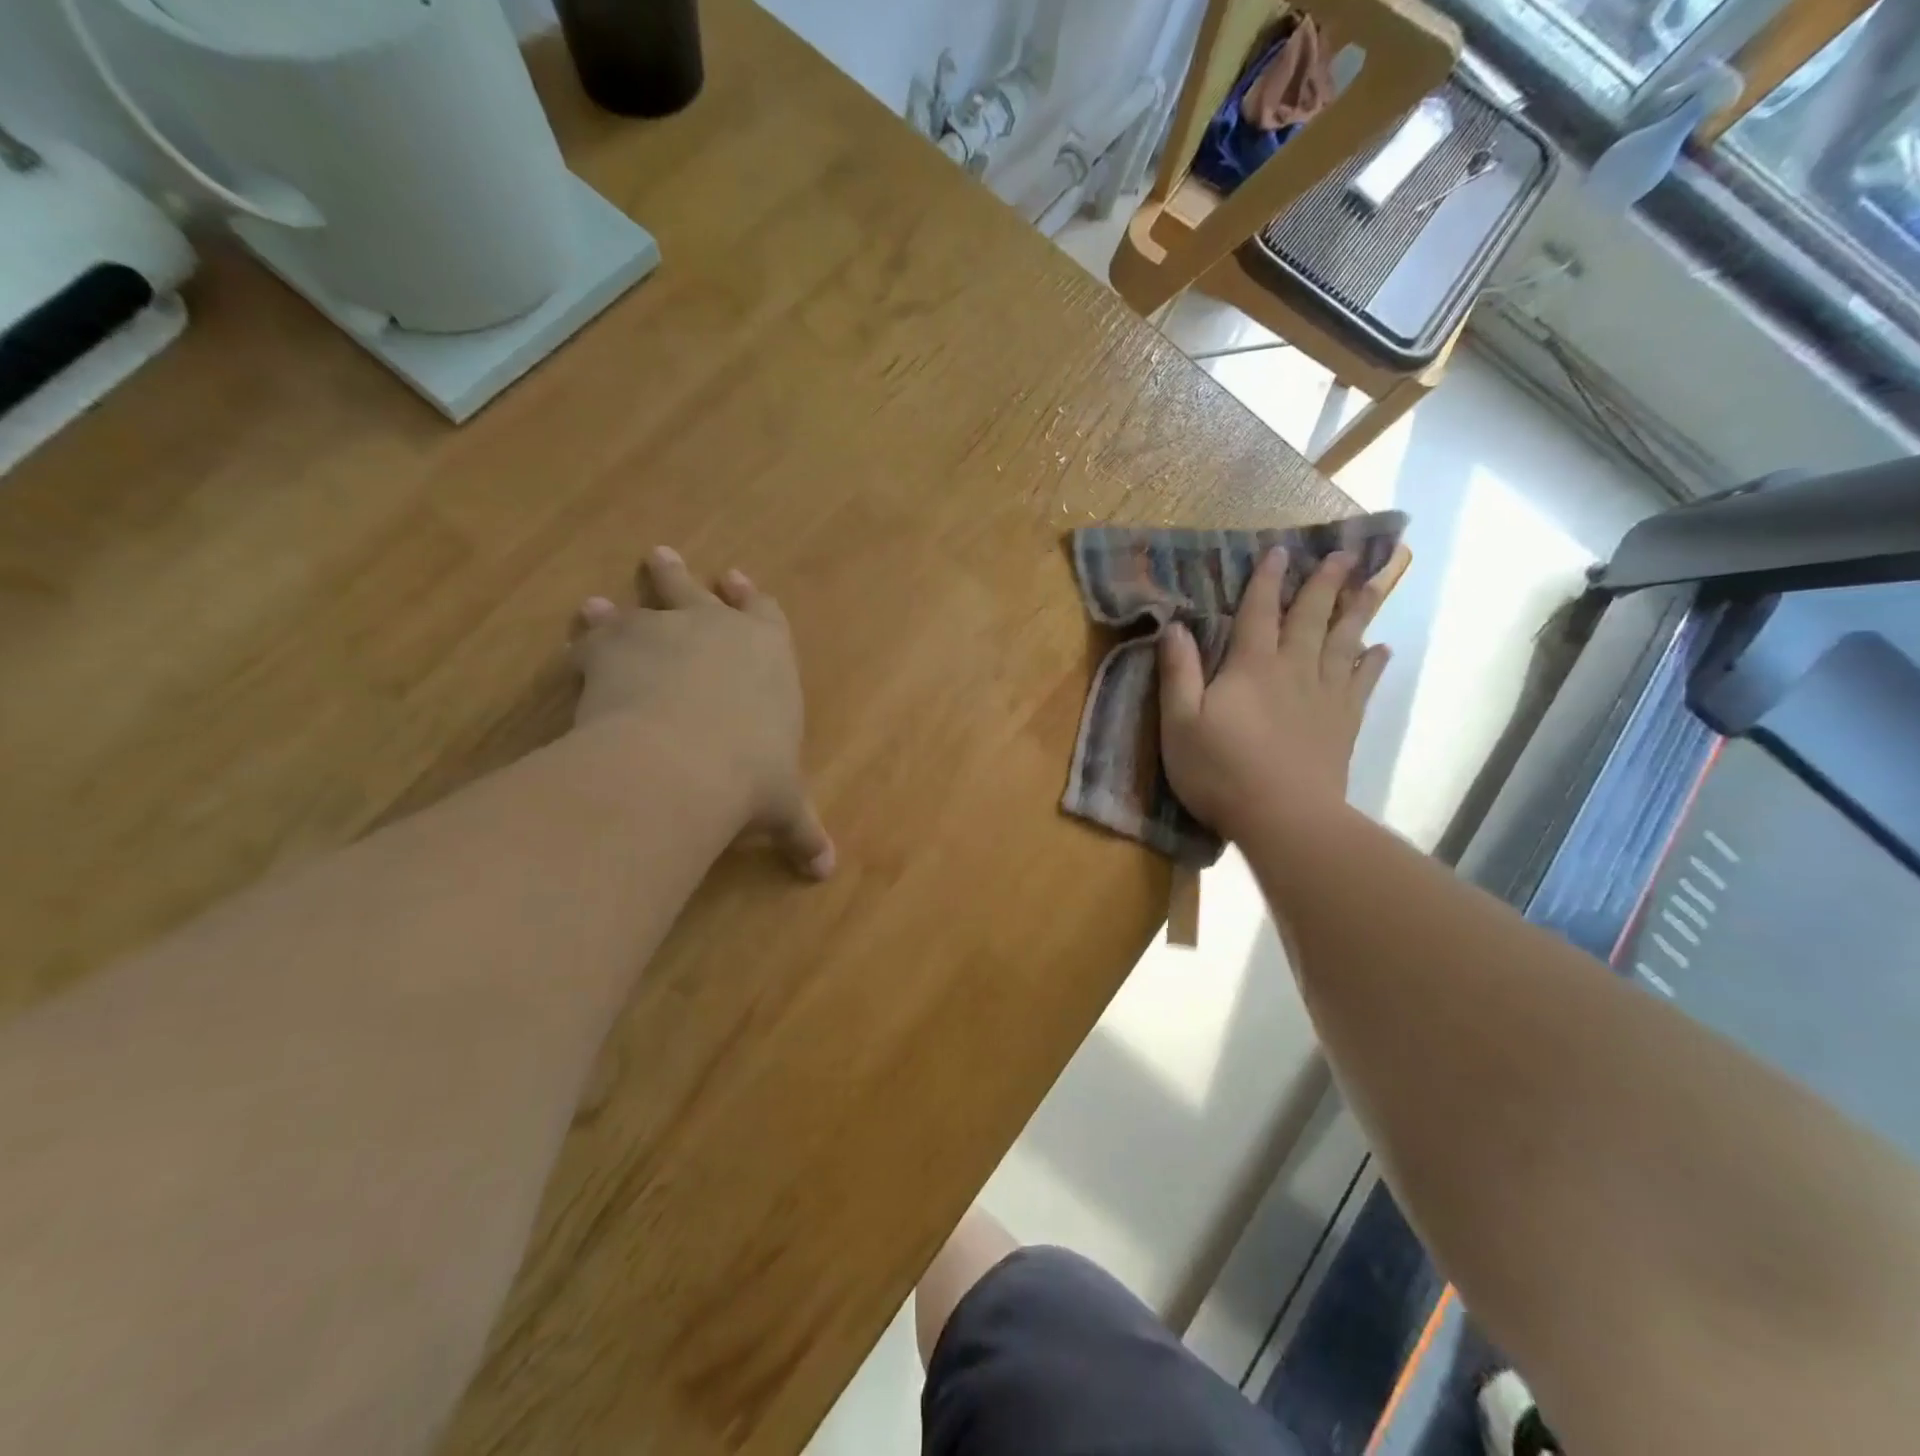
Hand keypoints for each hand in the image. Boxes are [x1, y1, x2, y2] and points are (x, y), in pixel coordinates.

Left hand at [571, 547, 834, 878]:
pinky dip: (586, 638)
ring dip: (625, 604)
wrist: (682, 764)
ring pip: (642, 603)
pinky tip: (576, 644)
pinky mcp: (613, 645)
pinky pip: (595, 634)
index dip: (752, 600)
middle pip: (697, 591)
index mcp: (769, 652)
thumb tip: (825, 872)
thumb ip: (802, 831)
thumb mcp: (783, 807)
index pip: (765, 614)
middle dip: (680, 578)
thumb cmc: (752, 777)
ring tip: (602, 605)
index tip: (738, 583)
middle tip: (663, 560)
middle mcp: (718, 628)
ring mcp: (663, 629)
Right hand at [1158, 548, 1388, 841]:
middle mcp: (1294, 670)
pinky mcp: (1344, 724)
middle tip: (1343, 553)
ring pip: (1345, 642)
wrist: (1284, 818)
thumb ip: (1178, 673)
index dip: (1267, 581)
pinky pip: (1362, 683)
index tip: (1280, 551)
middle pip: (1311, 618)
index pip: (1259, 612)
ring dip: (1357, 611)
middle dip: (1324, 583)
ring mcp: (1325, 696)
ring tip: (1373, 584)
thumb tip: (1175, 627)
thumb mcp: (1180, 724)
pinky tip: (1381, 650)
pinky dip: (1373, 663)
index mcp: (1251, 667)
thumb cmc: (1221, 772)